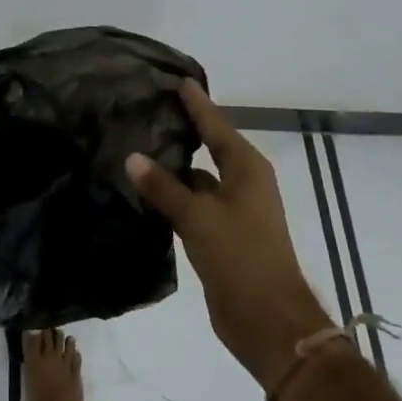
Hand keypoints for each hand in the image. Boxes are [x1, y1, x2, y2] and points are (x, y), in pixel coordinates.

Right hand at [128, 80, 334, 388]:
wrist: (268, 321)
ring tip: (138, 146)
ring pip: (198, 178)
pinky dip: (173, 196)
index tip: (176, 79)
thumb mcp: (198, 218)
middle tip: (147, 108)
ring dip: (174, 166)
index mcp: (246, 168)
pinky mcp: (221, 236)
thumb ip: (164, 187)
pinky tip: (146, 191)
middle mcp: (243, 183)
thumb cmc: (241, 258)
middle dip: (183, 129)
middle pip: (209, 146)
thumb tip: (133, 156)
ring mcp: (233, 211)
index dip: (196, 103)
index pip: (216, 124)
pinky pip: (193, 204)